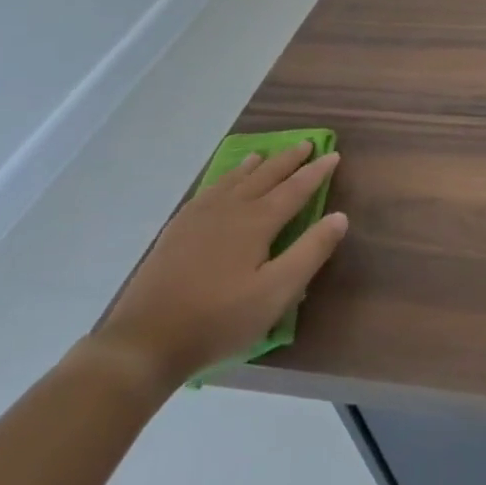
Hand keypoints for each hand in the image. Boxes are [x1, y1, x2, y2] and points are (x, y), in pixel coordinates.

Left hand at [92, 143, 346, 389]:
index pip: (295, 189)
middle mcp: (229, 210)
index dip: (316, 172)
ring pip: (233, 181)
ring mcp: (198, 218)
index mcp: (256, 222)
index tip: (334, 155)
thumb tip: (340, 216)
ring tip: (264, 154)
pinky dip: (223, 180)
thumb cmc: (220, 319)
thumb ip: (310, 252)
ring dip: (254, 166)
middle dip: (288, 160)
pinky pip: (207, 192)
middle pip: (264, 176)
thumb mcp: (276, 292)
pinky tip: (220, 185)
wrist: (145, 340)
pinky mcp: (176, 231)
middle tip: (306, 143)